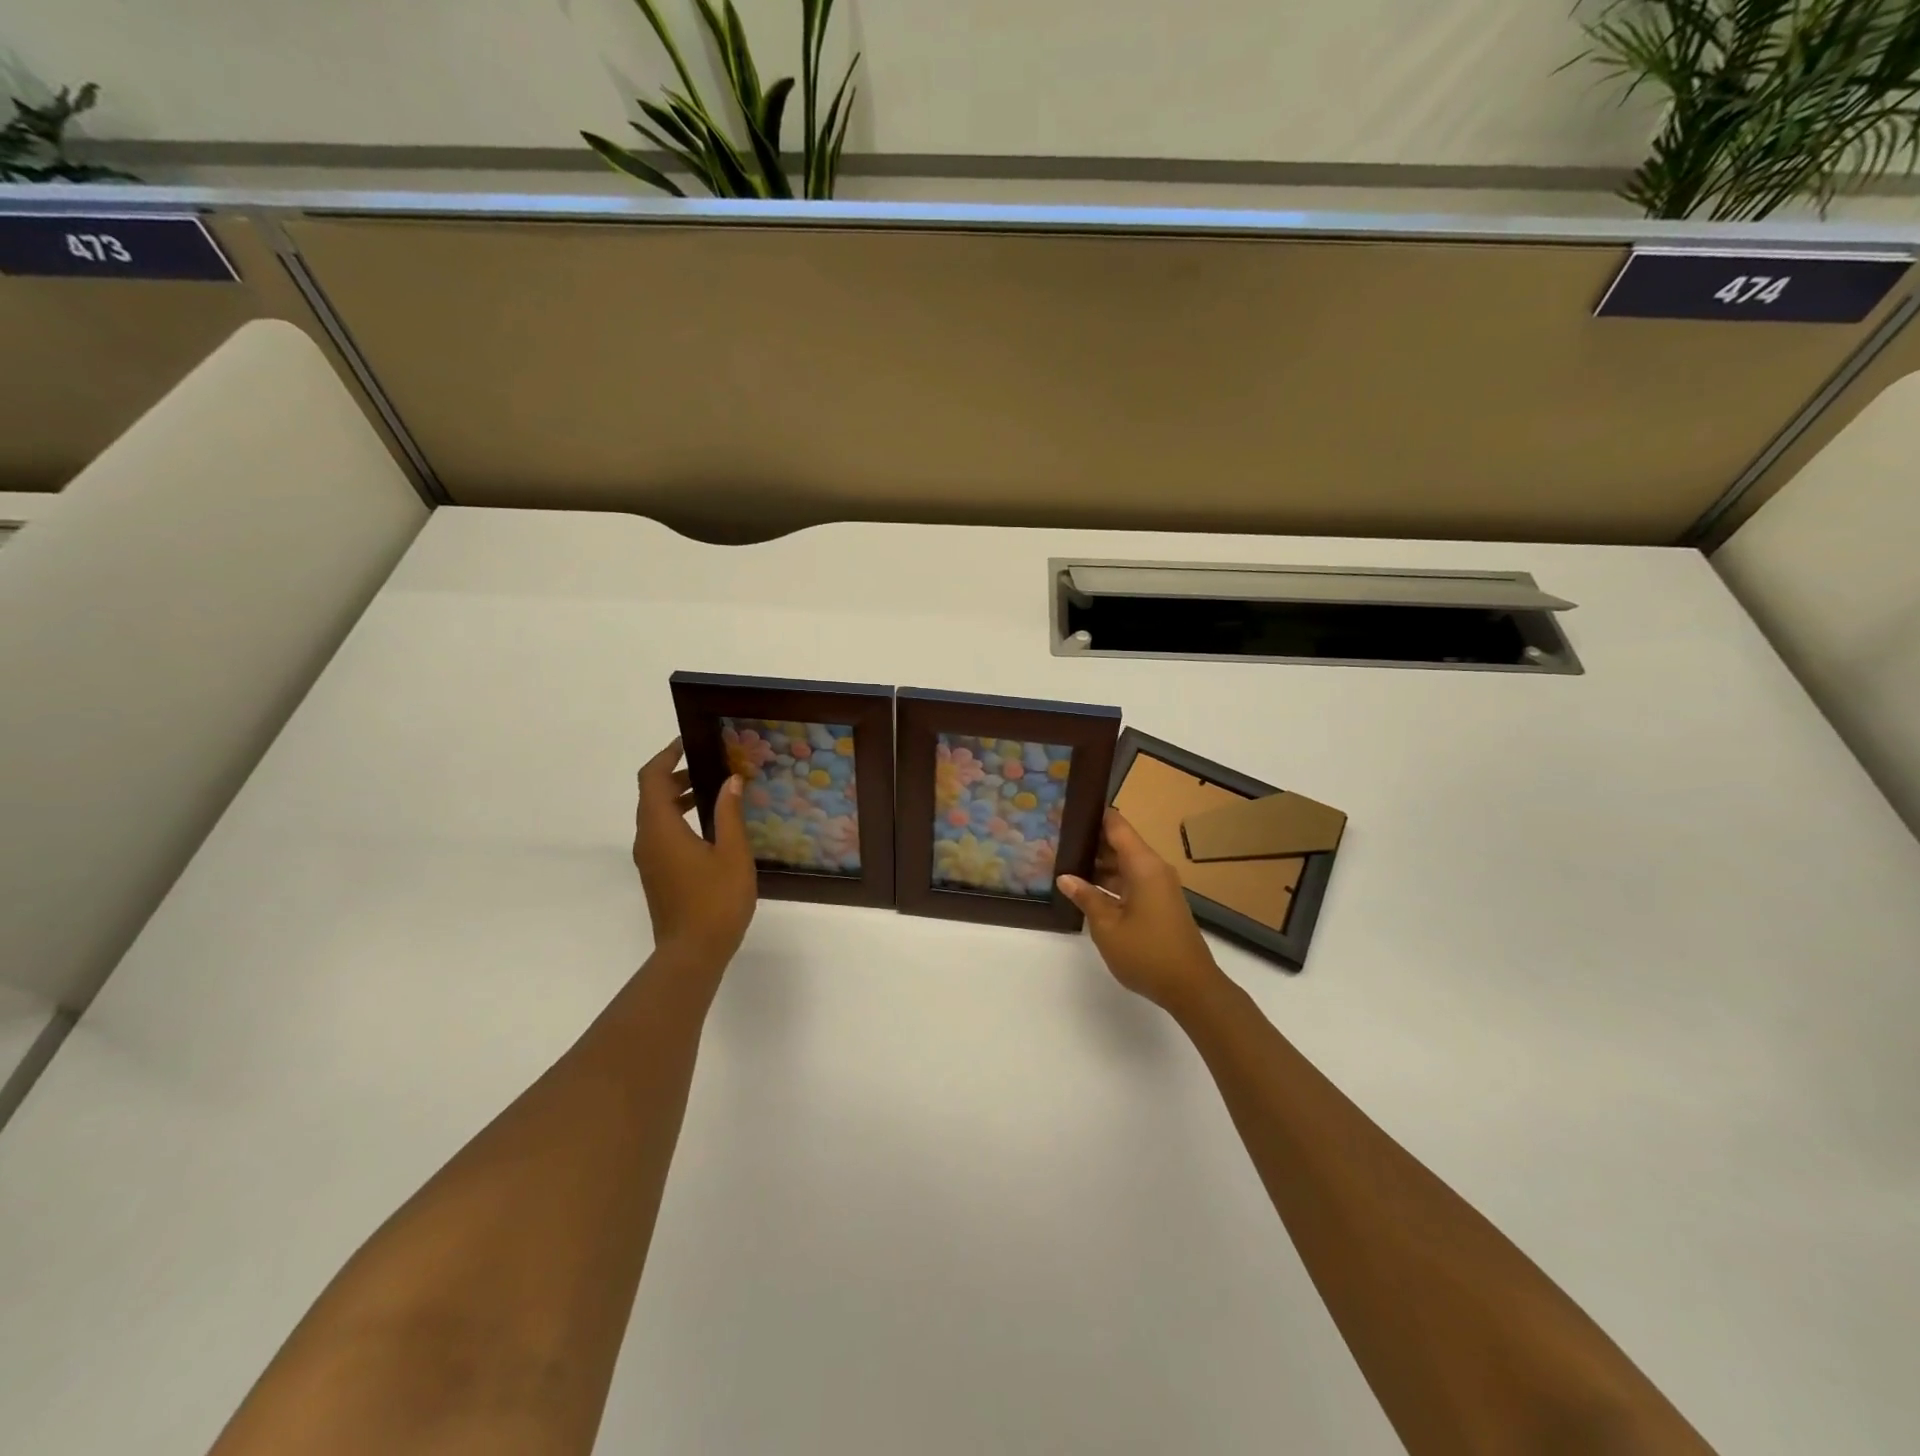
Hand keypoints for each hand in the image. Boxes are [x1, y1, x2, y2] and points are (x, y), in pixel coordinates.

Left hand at [633, 738, 757, 967]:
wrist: (692, 954)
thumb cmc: (716, 901)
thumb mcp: (732, 853)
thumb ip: (729, 813)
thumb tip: (730, 780)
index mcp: (660, 828)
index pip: (652, 778)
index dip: (667, 756)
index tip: (689, 743)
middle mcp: (647, 840)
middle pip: (651, 795)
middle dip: (676, 775)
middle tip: (710, 766)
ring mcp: (649, 860)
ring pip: (655, 816)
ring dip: (677, 798)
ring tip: (713, 792)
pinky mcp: (656, 875)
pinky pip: (660, 835)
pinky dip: (678, 819)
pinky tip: (708, 828)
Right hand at [1057, 810, 1231, 1017]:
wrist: (1192, 988)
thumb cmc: (1147, 953)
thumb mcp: (1107, 926)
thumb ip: (1086, 897)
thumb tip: (1065, 877)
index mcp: (1144, 865)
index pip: (1117, 825)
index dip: (1093, 815)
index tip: (1067, 810)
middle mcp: (1154, 869)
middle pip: (1120, 843)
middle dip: (1090, 841)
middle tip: (1056, 840)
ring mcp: (1159, 887)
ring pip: (1124, 864)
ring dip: (1098, 865)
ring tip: (1064, 863)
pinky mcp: (1160, 903)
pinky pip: (1132, 881)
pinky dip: (1110, 881)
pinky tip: (1087, 890)